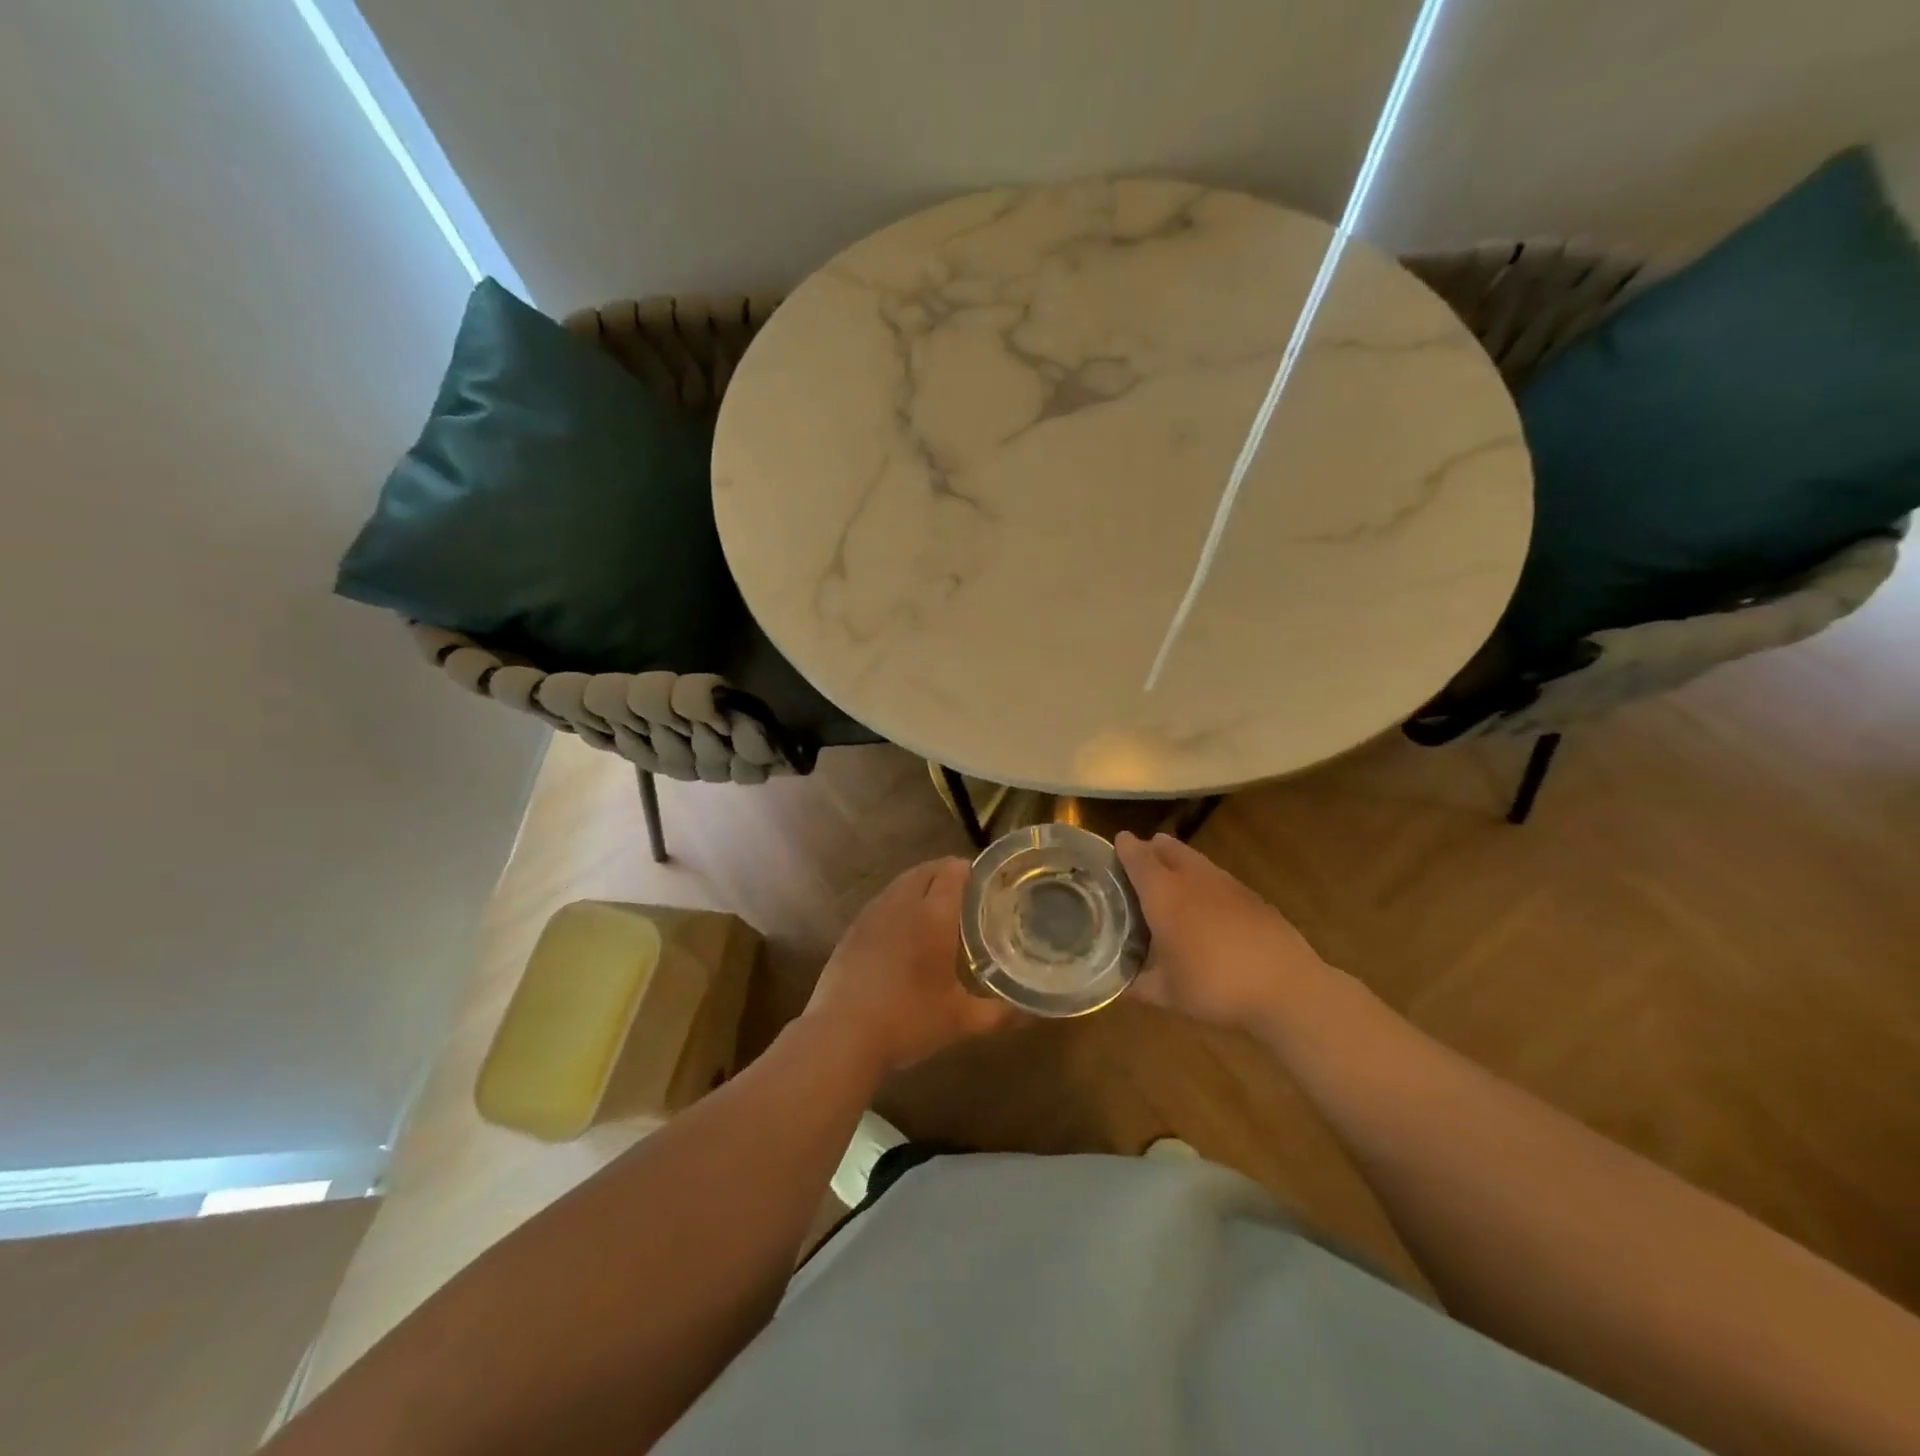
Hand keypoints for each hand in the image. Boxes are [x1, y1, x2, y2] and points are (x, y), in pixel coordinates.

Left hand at [804, 859, 1016, 1076]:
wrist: (841, 1035)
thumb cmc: (908, 1021)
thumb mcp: (960, 1021)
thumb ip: (1000, 1014)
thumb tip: (1034, 1015)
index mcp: (933, 915)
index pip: (953, 871)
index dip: (971, 870)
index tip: (988, 883)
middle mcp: (902, 904)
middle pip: (926, 870)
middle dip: (948, 874)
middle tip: (968, 896)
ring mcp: (872, 914)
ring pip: (901, 882)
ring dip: (921, 885)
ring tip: (938, 908)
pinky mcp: (853, 929)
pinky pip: (883, 901)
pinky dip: (899, 902)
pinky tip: (904, 930)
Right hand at [1116, 831, 1337, 1034]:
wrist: (1285, 988)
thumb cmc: (1213, 986)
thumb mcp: (1166, 994)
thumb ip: (1137, 984)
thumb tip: (1118, 984)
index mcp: (1163, 894)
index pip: (1138, 857)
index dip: (1125, 847)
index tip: (1116, 843)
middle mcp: (1192, 878)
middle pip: (1168, 849)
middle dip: (1152, 848)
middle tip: (1141, 858)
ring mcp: (1226, 884)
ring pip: (1195, 860)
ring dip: (1179, 862)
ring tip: (1171, 878)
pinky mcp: (1253, 897)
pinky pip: (1218, 878)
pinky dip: (1204, 882)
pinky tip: (1206, 906)